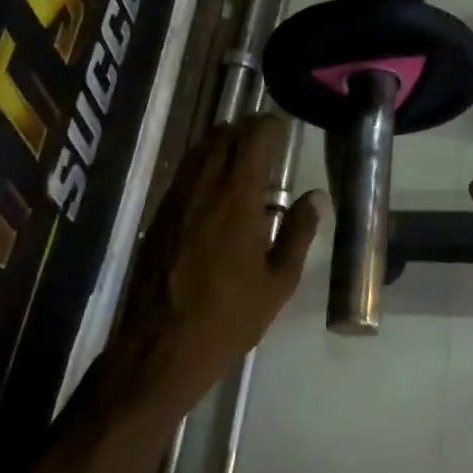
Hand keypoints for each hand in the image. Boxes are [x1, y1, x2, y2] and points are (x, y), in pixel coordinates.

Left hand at [105, 114, 326, 419]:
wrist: (162, 346)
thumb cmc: (230, 317)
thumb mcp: (278, 281)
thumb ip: (298, 233)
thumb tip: (315, 196)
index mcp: (237, 199)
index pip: (252, 139)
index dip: (268, 126)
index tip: (283, 127)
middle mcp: (202, 188)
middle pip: (220, 137)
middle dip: (244, 129)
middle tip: (266, 139)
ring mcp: (174, 201)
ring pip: (196, 153)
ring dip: (220, 144)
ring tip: (241, 156)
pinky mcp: (157, 218)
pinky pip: (182, 175)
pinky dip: (201, 166)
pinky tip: (214, 187)